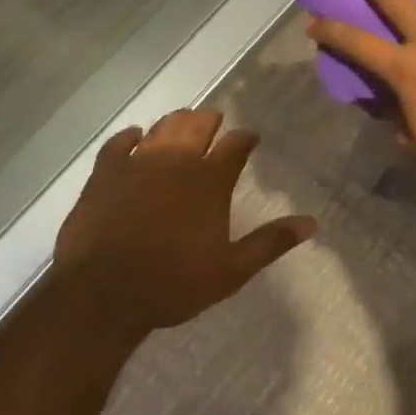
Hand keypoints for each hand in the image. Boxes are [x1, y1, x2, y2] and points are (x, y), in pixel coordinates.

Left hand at [53, 109, 314, 337]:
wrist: (104, 294)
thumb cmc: (173, 284)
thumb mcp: (231, 270)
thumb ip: (270, 242)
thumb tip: (312, 223)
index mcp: (210, 181)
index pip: (236, 145)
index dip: (246, 138)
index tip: (250, 139)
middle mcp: (177, 161)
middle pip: (197, 124)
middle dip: (210, 120)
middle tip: (214, 123)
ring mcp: (138, 162)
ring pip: (162, 127)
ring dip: (175, 123)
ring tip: (181, 125)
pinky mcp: (105, 172)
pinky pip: (119, 142)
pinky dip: (130, 136)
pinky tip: (135, 137)